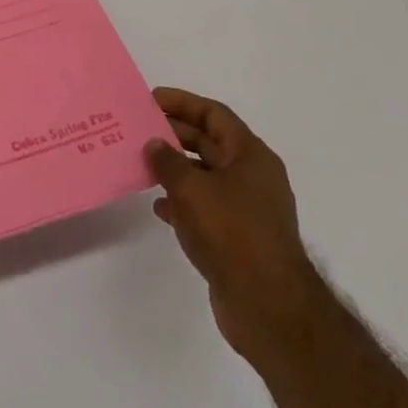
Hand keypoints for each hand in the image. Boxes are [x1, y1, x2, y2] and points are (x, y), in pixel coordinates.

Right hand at [146, 87, 318, 353]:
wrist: (268, 307)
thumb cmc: (232, 234)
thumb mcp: (192, 189)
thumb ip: (168, 161)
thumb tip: (154, 144)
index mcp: (251, 156)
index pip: (214, 114)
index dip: (182, 103)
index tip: (150, 99)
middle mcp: (252, 177)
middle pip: (209, 142)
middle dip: (174, 134)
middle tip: (138, 130)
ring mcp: (247, 209)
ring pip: (205, 175)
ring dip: (174, 168)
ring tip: (141, 164)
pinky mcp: (238, 238)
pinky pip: (205, 207)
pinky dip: (182, 201)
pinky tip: (159, 206)